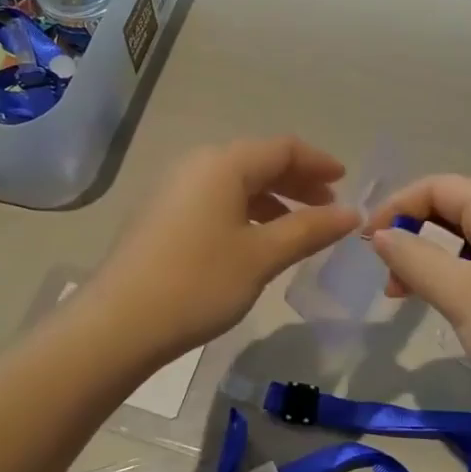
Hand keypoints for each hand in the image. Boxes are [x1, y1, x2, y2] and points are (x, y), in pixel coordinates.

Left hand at [89, 138, 361, 364]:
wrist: (119, 323)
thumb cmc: (199, 282)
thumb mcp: (262, 256)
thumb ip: (309, 230)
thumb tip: (351, 213)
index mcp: (223, 164)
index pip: (283, 148)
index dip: (318, 162)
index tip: (346, 182)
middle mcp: (197, 165)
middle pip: (258, 161)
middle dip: (297, 181)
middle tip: (328, 208)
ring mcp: (175, 189)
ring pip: (236, 182)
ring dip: (272, 199)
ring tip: (298, 229)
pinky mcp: (162, 215)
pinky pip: (215, 199)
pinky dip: (245, 212)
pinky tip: (256, 241)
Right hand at [366, 175, 470, 416]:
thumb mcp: (459, 293)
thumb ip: (413, 258)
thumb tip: (379, 235)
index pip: (438, 187)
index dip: (396, 208)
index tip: (366, 245)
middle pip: (451, 210)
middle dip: (412, 236)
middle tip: (387, 279)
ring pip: (465, 239)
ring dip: (430, 260)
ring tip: (406, 296)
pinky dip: (454, 276)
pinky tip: (442, 302)